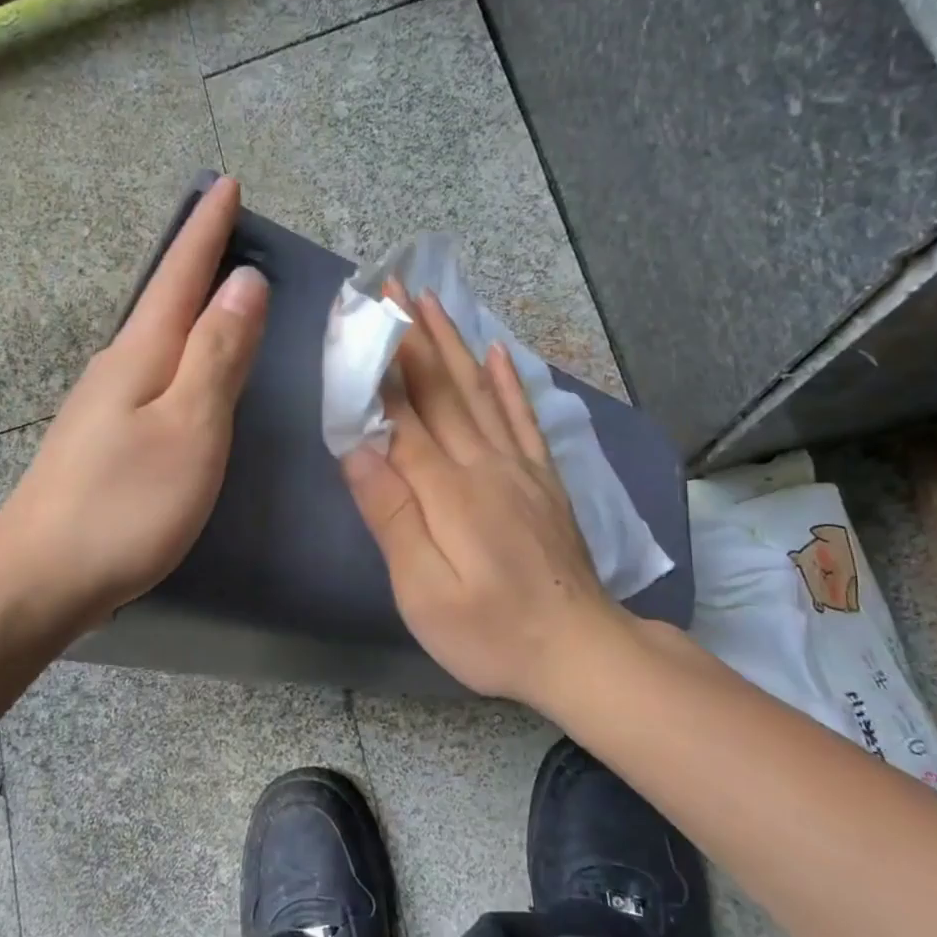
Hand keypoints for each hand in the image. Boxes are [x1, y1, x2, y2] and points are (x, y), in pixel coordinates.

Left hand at [0, 177, 268, 628]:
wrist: (40, 579)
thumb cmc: (126, 504)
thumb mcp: (189, 426)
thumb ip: (217, 354)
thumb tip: (242, 282)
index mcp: (140, 354)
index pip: (180, 275)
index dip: (206, 230)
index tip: (225, 183)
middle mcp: (116, 367)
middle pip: (163, 300)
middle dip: (197, 260)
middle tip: (229, 230)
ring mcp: (103, 406)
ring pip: (155, 338)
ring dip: (187, 308)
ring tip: (218, 293)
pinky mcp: (102, 440)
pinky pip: (150, 374)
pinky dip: (176, 353)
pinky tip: (184, 370)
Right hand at [341, 291, 618, 703]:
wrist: (580, 651)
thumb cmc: (490, 632)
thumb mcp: (424, 592)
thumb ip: (392, 518)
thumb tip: (357, 450)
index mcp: (448, 490)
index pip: (402, 415)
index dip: (377, 366)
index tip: (358, 320)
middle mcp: (484, 465)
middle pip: (440, 390)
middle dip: (410, 336)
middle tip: (390, 286)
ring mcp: (519, 469)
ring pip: (479, 391)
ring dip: (452, 343)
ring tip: (432, 300)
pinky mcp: (544, 481)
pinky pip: (524, 419)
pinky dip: (509, 383)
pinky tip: (498, 353)